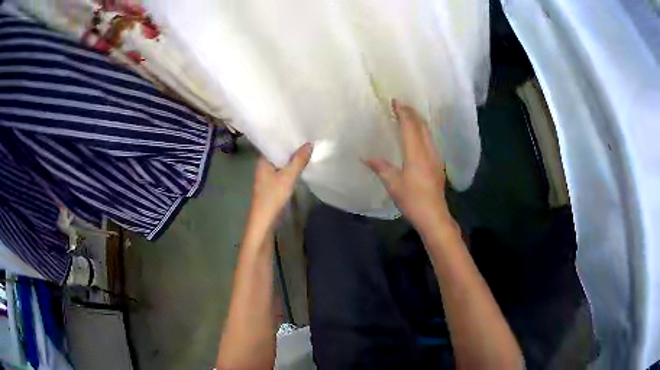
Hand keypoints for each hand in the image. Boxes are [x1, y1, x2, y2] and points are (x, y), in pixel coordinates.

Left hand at [248, 143, 312, 232]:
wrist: (264, 221)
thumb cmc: (272, 197)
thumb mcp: (288, 177)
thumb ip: (298, 160)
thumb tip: (309, 143)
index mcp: (262, 161)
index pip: (272, 143)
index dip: (284, 136)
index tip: (297, 129)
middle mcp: (263, 166)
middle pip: (278, 153)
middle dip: (290, 147)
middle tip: (306, 136)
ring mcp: (268, 176)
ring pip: (281, 163)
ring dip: (291, 158)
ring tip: (307, 148)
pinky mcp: (273, 185)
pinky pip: (283, 172)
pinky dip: (291, 168)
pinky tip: (301, 165)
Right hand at [366, 100, 452, 235]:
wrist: (434, 216)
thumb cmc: (412, 200)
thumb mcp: (393, 184)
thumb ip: (381, 167)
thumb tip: (366, 157)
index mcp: (416, 153)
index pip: (410, 126)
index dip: (403, 112)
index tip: (395, 102)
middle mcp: (428, 151)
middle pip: (422, 126)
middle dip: (412, 113)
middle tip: (401, 106)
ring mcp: (435, 157)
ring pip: (428, 132)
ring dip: (418, 121)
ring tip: (409, 116)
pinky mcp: (438, 164)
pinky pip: (430, 140)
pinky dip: (423, 132)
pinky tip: (418, 136)